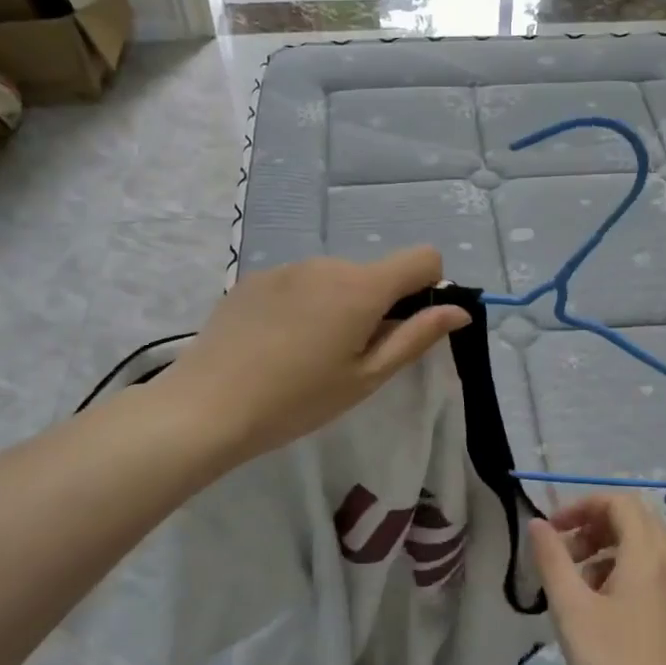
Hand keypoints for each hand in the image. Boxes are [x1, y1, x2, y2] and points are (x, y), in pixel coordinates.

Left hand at [160, 246, 468, 464]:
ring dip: (339, 306)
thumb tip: (459, 311)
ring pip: (335, 279)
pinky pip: (299, 284)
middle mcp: (326, 263)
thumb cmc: (298, 400)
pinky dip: (304, 306)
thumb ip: (416, 337)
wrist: (207, 407)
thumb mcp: (366, 377)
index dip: (429, 287)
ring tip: (308, 355)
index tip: (407, 326)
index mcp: (362, 287)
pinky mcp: (254, 279)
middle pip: (375, 272)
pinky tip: (276, 345)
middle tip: (351, 358)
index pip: (423, 257)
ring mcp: (286, 268)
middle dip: (378, 305)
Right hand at [530, 493, 665, 664]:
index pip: (620, 502)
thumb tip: (537, 523)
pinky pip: (650, 573)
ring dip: (605, 549)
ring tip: (573, 582)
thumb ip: (553, 559)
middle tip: (562, 551)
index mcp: (649, 556)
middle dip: (593, 525)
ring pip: (642, 548)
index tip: (553, 529)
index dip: (583, 505)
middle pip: (634, 520)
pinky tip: (597, 606)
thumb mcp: (572, 609)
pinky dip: (621, 571)